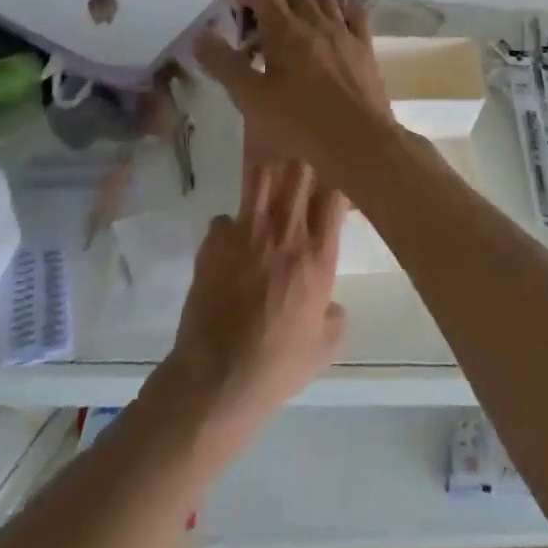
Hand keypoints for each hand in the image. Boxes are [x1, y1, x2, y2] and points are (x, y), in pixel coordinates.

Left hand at [167, 159, 346, 438]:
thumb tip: (330, 305)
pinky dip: (229, 227)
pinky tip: (230, 244)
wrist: (217, 377)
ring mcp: (246, 233)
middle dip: (302, 170)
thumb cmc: (278, 365)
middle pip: (299, 173)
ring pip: (260, 178)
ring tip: (267, 190)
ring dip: (267, 181)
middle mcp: (286, 234)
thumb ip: (334, 316)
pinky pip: (224, 218)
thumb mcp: (325, 347)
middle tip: (300, 180)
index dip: (333, 187)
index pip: (333, 196)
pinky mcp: (213, 243)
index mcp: (318, 256)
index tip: (331, 193)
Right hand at [193, 0, 395, 183]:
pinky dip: (339, 7)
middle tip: (255, 16)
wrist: (358, 140)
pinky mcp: (365, 48)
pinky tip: (333, 15)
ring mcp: (345, 33)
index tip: (230, 2)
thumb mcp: (251, 98)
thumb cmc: (300, 122)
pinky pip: (353, 14)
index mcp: (287, 30)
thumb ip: (224, 64)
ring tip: (289, 14)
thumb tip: (200, 35)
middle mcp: (317, 22)